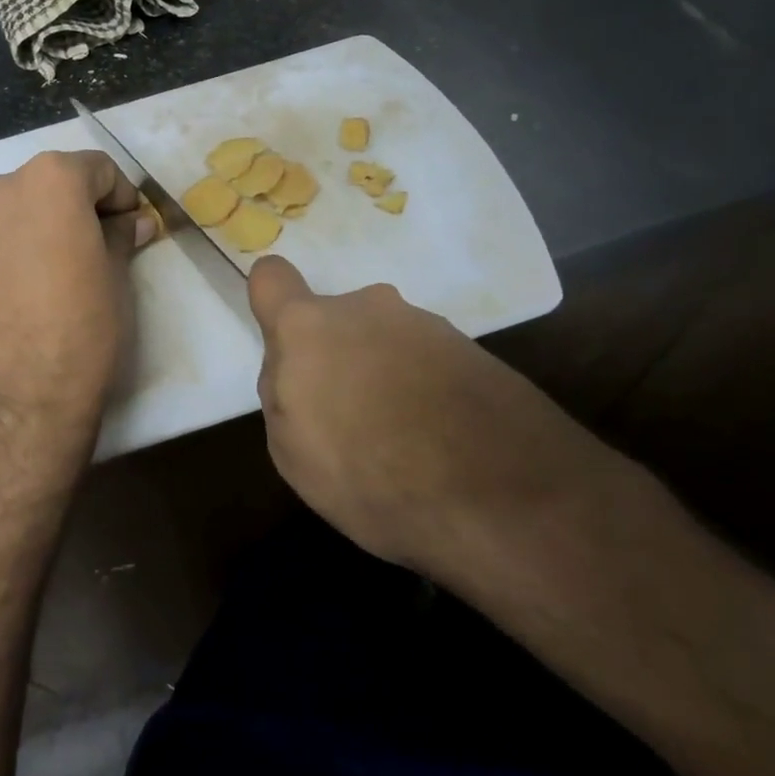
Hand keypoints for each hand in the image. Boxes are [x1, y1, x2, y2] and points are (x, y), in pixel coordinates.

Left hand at [0, 150, 155, 496]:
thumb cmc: (83, 326)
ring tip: (55, 270)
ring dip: (39, 226)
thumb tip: (132, 222)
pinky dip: (9, 251)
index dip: (121, 195)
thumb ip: (121, 235)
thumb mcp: (116, 276)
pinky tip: (23, 291)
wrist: (20, 398)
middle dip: (77, 207)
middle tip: (98, 246)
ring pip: (15, 211)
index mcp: (49, 181)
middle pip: (50, 183)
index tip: (131, 227)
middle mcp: (1, 190)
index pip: (97, 168)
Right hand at [248, 256, 611, 575]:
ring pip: (384, 341)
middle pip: (334, 320)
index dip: (272, 301)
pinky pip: (428, 361)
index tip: (287, 346)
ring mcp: (424, 325)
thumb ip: (283, 395)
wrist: (502, 497)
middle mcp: (366, 308)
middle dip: (336, 358)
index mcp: (308, 328)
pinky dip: (426, 390)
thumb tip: (298, 372)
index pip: (272, 278)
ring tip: (406, 442)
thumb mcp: (293, 453)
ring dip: (384, 375)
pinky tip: (443, 442)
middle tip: (353, 420)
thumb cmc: (372, 477)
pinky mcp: (472, 349)